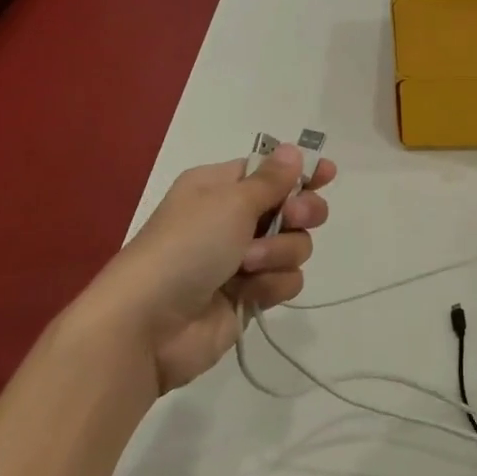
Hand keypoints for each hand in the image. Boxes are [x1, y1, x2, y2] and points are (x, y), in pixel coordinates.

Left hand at [75, 145, 335, 392]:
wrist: (148, 324)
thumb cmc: (186, 247)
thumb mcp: (229, 202)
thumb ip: (271, 180)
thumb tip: (294, 151)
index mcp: (220, 188)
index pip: (270, 171)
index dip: (300, 172)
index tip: (327, 174)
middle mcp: (233, 219)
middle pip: (293, 207)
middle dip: (301, 213)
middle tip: (295, 217)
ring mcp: (243, 259)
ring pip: (295, 245)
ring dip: (280, 253)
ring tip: (249, 265)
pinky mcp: (251, 295)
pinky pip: (286, 280)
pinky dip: (273, 284)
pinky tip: (251, 292)